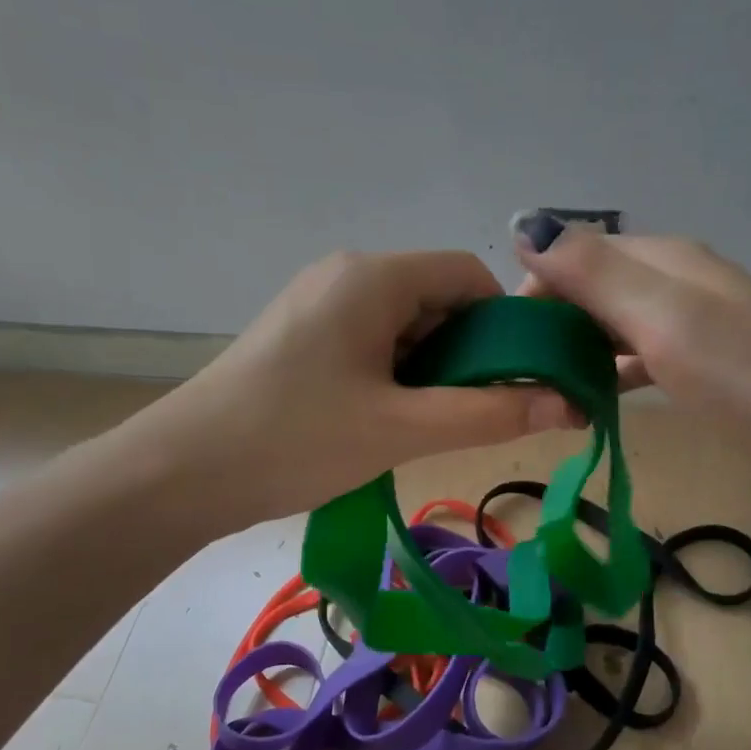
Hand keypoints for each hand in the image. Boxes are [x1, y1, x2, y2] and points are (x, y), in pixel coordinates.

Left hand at [141, 250, 579, 526]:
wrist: (181, 474)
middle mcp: (346, 275)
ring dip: (431, 371)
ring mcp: (318, 305)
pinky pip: (371, 343)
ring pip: (405, 326)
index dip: (505, 325)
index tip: (517, 382)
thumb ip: (489, 414)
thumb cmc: (296, 440)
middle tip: (472, 415)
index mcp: (372, 276)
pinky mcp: (300, 336)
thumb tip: (569, 405)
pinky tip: (388, 421)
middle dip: (467, 354)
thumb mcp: (402, 429)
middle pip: (437, 299)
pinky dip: (396, 376)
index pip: (468, 276)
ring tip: (426, 426)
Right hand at [517, 228, 750, 458]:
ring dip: (576, 354)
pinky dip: (609, 375)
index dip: (534, 293)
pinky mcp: (703, 367)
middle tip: (523, 382)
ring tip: (547, 398)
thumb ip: (594, 273)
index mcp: (660, 261)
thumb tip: (524, 225)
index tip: (508, 347)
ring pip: (612, 328)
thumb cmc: (750, 374)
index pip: (573, 257)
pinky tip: (593, 403)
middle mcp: (671, 283)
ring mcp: (691, 326)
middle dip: (550, 327)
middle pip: (590, 292)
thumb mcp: (664, 317)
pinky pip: (637, 359)